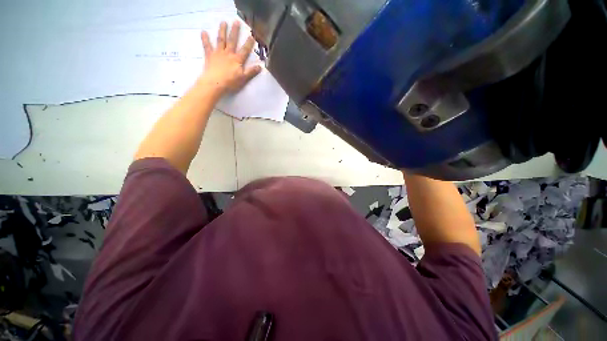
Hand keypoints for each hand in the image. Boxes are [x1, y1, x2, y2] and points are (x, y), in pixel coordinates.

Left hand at [198, 21, 261, 95]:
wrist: (215, 83)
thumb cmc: (230, 82)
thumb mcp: (243, 78)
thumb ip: (251, 72)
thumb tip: (260, 67)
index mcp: (237, 59)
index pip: (245, 50)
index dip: (249, 43)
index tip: (252, 36)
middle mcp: (228, 53)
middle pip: (232, 41)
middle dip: (235, 31)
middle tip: (236, 21)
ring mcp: (218, 53)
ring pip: (221, 40)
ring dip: (222, 31)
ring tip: (223, 22)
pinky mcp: (210, 55)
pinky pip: (207, 46)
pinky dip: (205, 39)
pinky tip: (203, 32)